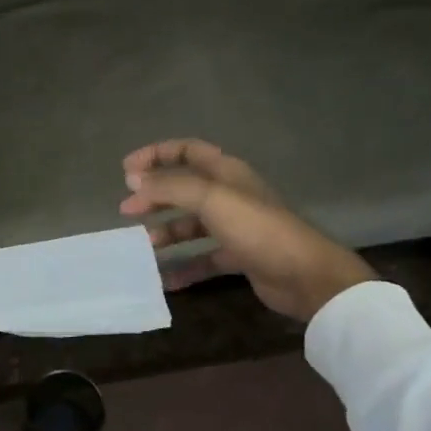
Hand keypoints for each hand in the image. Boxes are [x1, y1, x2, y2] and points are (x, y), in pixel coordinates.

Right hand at [119, 139, 374, 322]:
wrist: (304, 274)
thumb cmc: (257, 228)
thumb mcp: (210, 199)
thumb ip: (170, 187)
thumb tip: (134, 180)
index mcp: (226, 173)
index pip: (187, 151)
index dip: (156, 155)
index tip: (126, 170)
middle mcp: (229, 195)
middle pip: (184, 189)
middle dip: (155, 197)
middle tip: (127, 211)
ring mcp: (235, 227)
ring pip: (191, 225)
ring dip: (166, 233)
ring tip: (143, 247)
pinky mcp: (238, 256)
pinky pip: (202, 259)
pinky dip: (183, 267)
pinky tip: (164, 279)